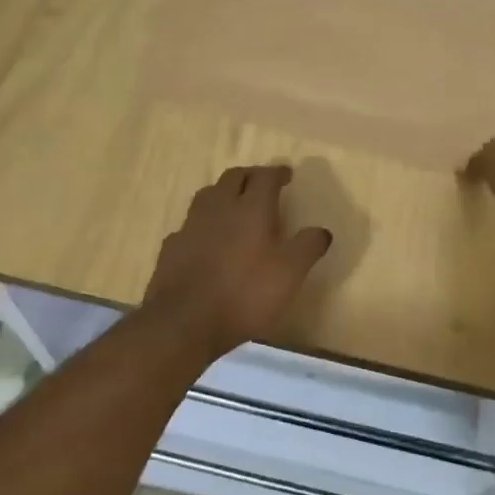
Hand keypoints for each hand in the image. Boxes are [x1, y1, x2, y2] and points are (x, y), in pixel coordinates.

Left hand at [142, 165, 333, 359]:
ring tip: (233, 205)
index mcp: (251, 208)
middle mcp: (220, 207)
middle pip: (234, 177)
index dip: (278, 172)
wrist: (185, 321)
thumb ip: (308, 247)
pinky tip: (206, 239)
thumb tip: (322, 230)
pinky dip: (203, 224)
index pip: (265, 176)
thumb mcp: (290, 273)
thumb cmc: (245, 293)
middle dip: (250, 176)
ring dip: (224, 193)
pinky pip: (190, 224)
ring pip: (208, 195)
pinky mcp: (172, 246)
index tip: (287, 175)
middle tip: (261, 184)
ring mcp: (192, 225)